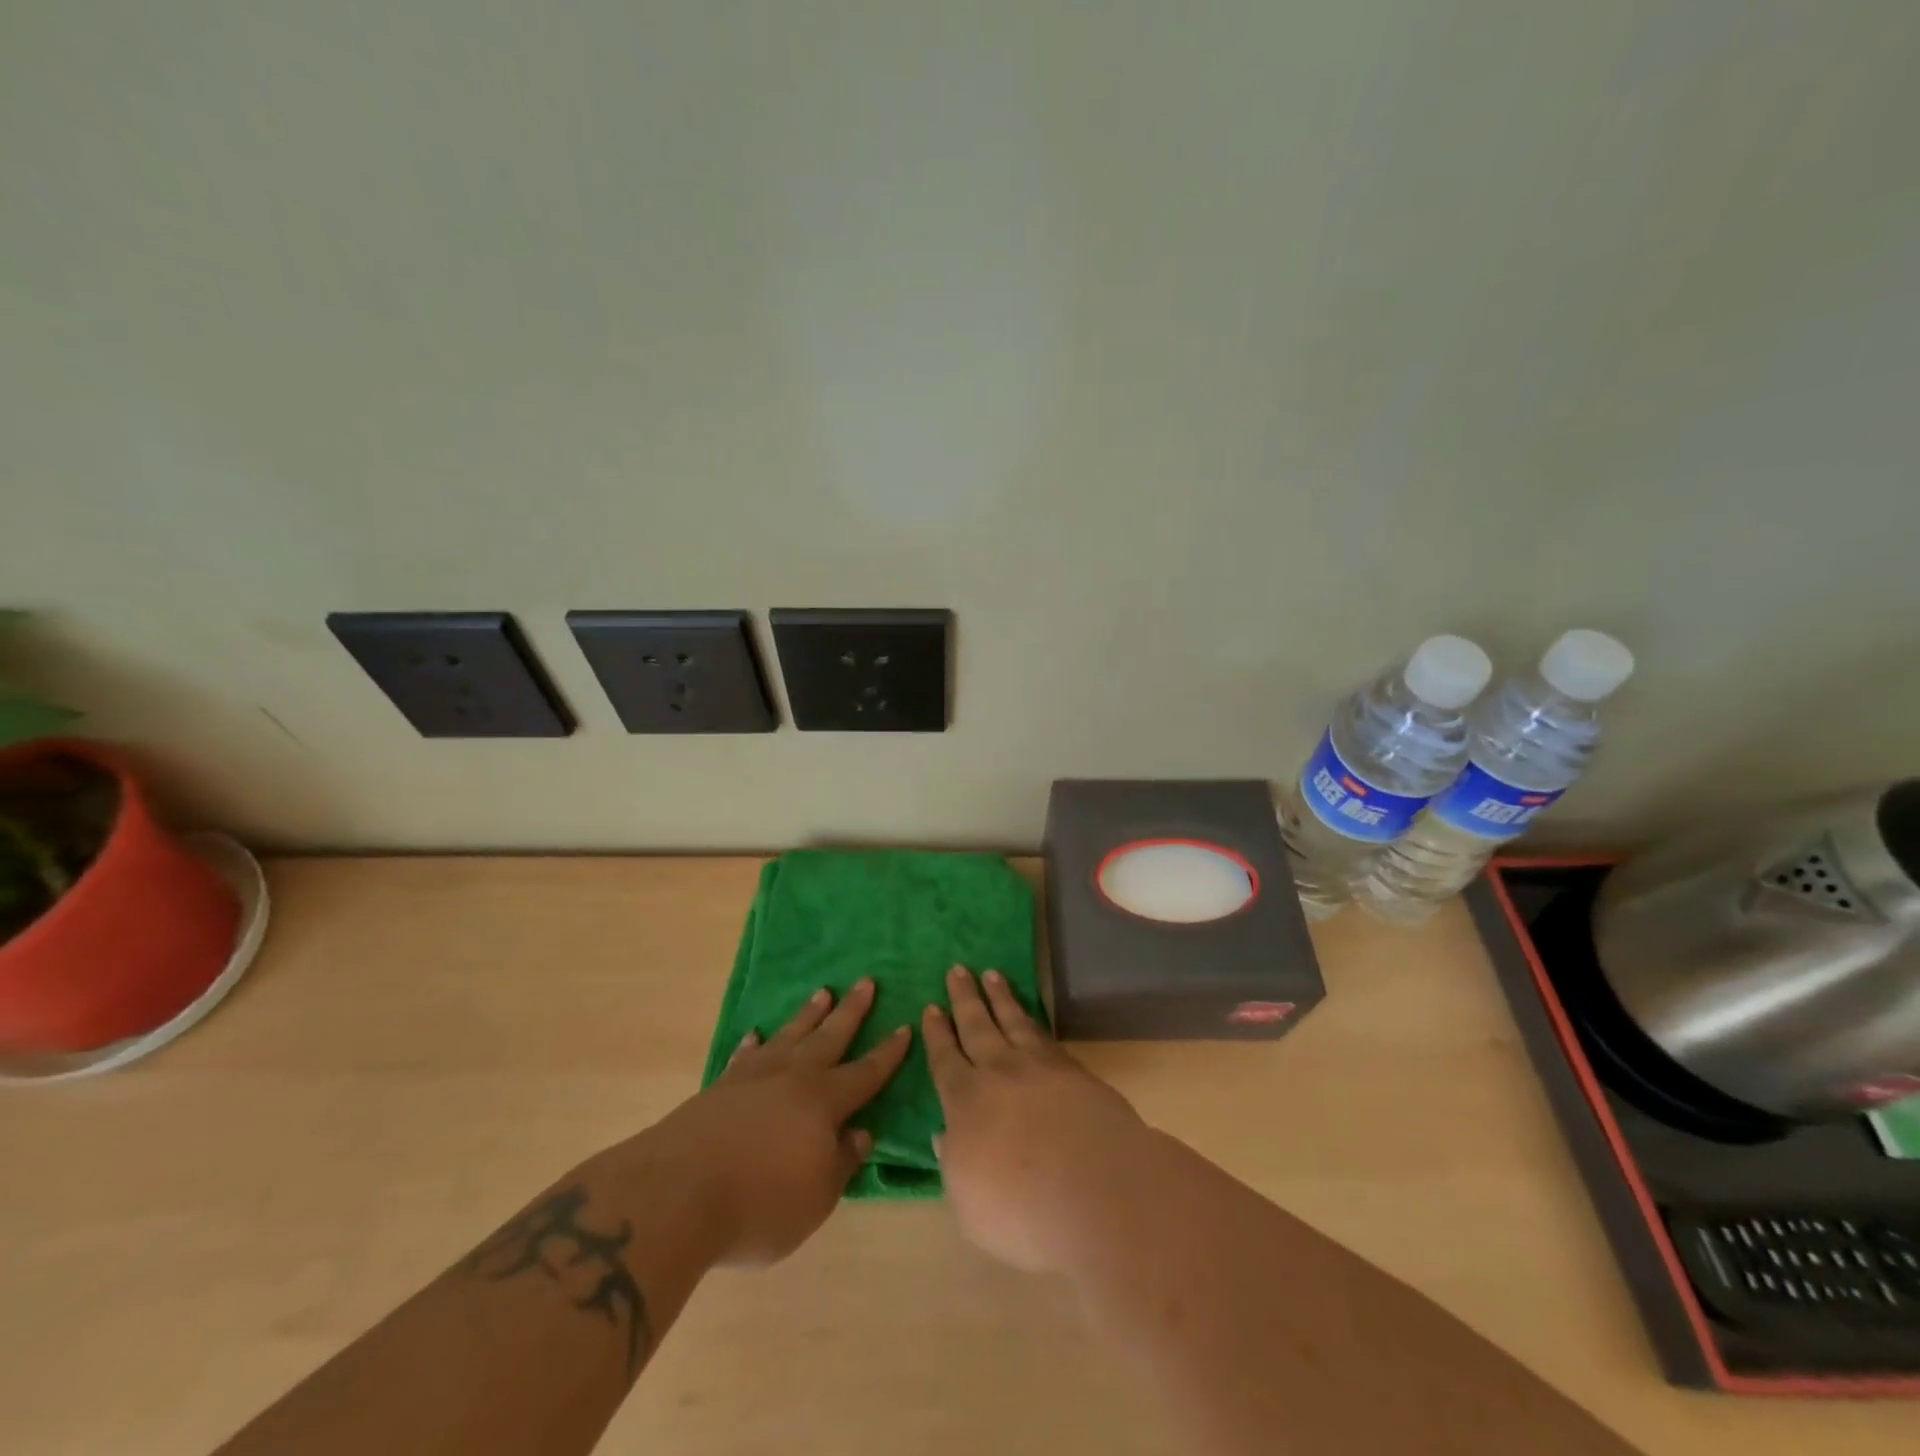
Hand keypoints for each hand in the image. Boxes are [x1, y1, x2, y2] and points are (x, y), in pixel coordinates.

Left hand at [646, 979, 910, 1266]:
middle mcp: (793, 1078)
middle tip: (866, 981)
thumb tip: (861, 1131)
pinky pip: (744, 1056)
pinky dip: (753, 1044)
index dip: (887, 1053)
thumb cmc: (759, 1204)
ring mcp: (753, 1077)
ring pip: (789, 1036)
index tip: (904, 1027)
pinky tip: (756, 1034)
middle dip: (851, 1011)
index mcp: (824, 1102)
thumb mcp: (816, 1199)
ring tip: (823, 992)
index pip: (865, 1072)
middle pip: (829, 1037)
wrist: (677, 1193)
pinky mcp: (719, 1088)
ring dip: (808, 1015)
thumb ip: (842, 1162)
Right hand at [923, 966, 1150, 1273]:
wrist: (1097, 1189)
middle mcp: (999, 1072)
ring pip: (1013, 1021)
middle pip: (977, 1026)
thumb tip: (943, 1134)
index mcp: (965, 1101)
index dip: (937, 1034)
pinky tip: (1031, 1017)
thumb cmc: (1022, 1210)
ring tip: (991, 974)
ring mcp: (1040, 1067)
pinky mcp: (1075, 1071)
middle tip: (957, 969)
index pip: (945, 1059)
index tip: (931, 1008)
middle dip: (965, 998)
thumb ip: (954, 1163)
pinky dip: (1033, 1020)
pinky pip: (1045, 1036)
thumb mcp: (968, 1203)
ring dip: (1000, 997)